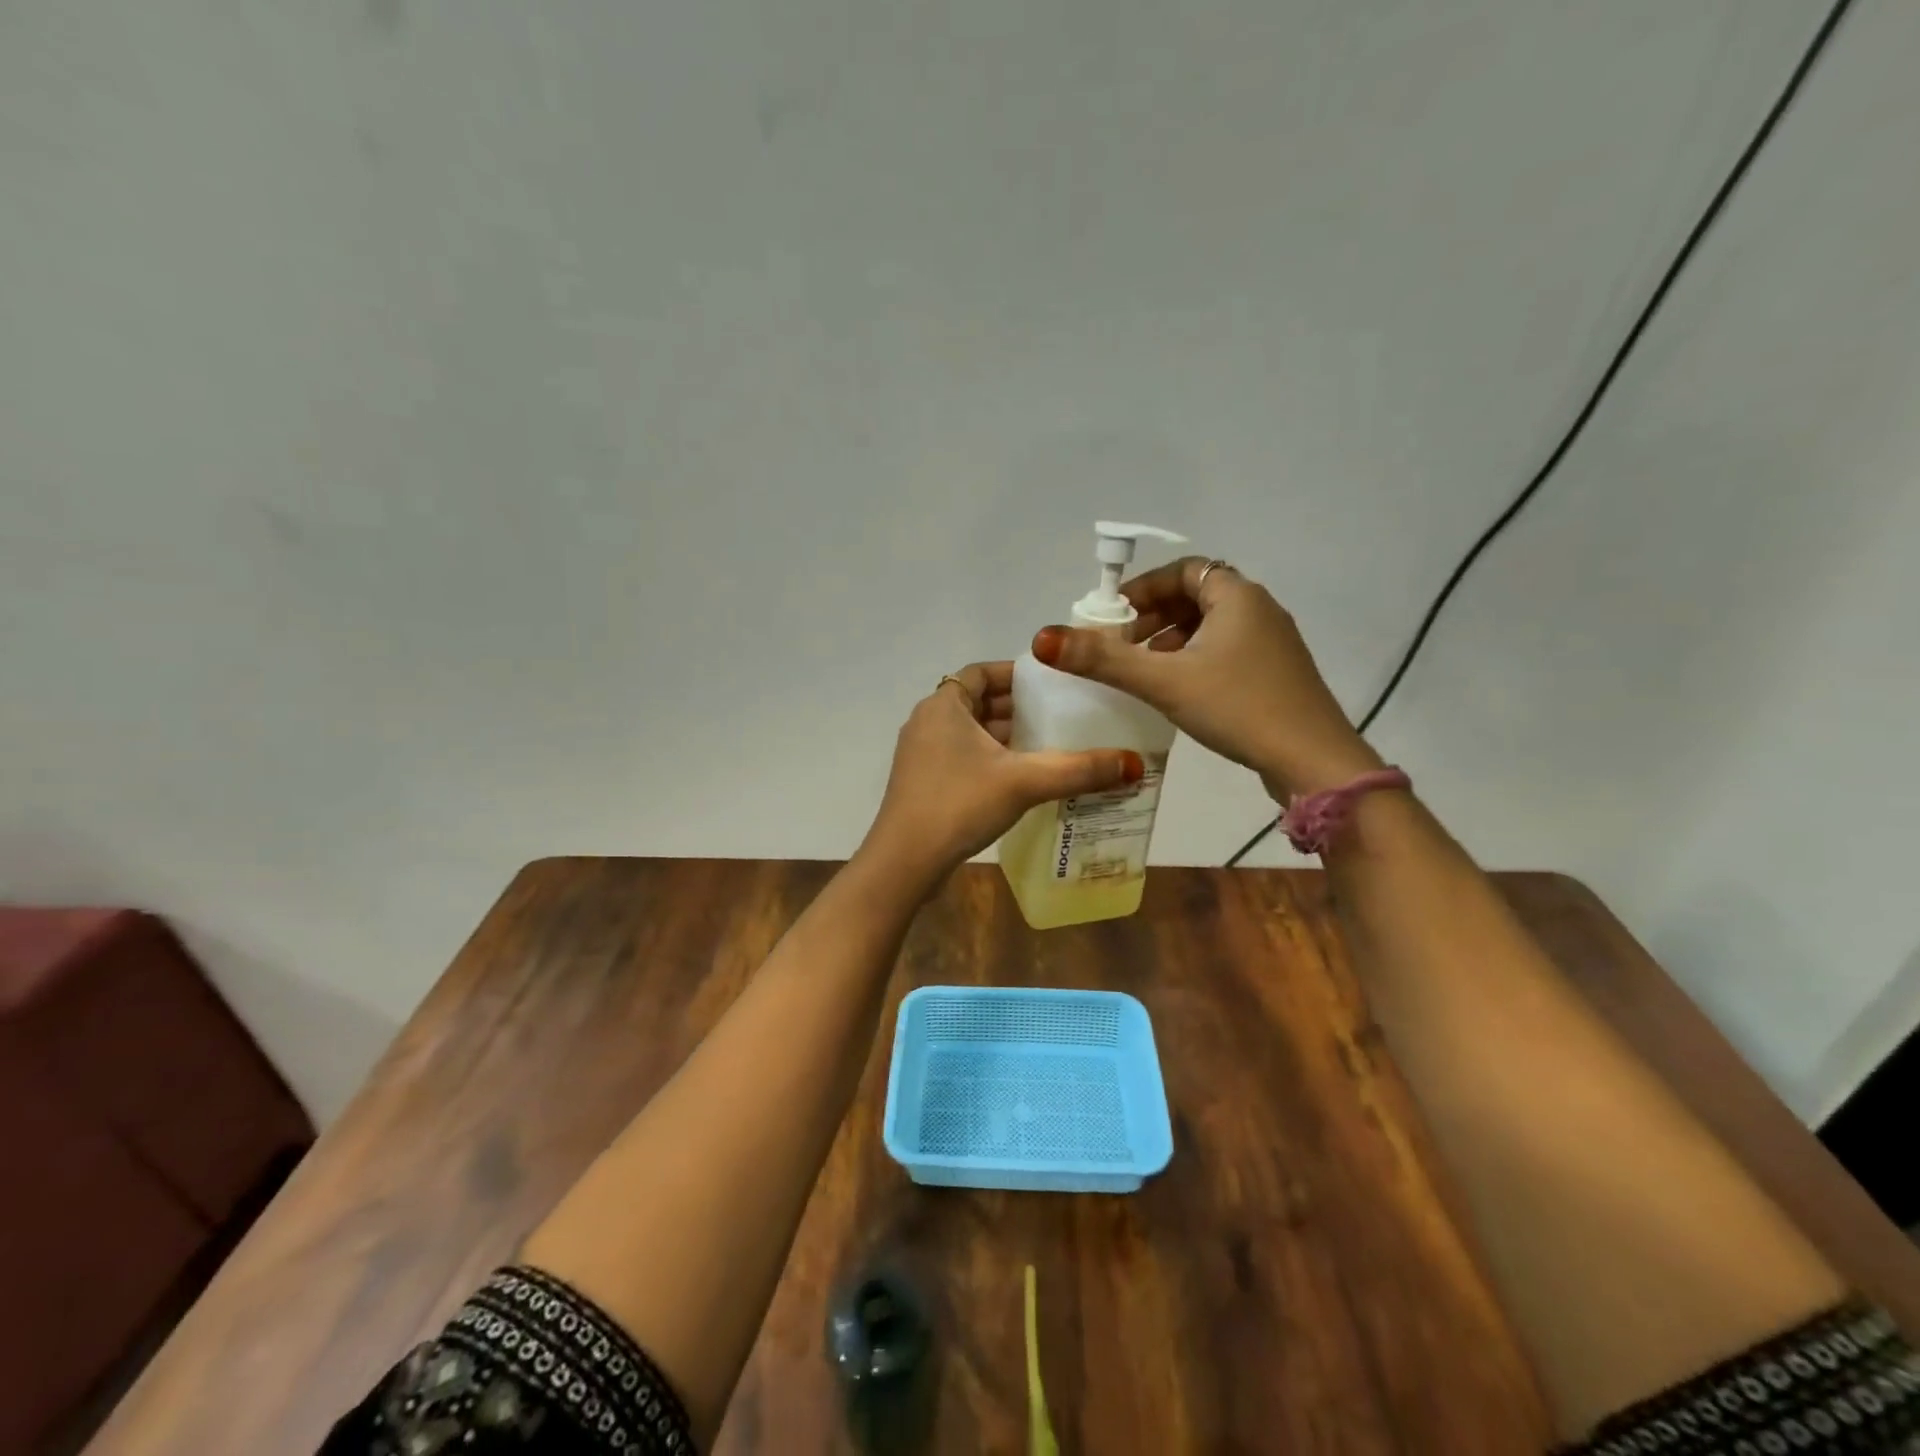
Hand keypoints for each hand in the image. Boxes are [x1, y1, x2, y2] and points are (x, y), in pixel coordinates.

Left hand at [859, 661, 1143, 893]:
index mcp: (943, 706)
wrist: (905, 862)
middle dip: (1018, 709)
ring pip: (972, 734)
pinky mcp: (924, 784)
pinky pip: (964, 758)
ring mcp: (922, 755)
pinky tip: (1023, 780)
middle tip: (1062, 716)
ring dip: (1006, 738)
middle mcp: (928, 722)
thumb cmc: (959, 804)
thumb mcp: (1023, 782)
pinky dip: (992, 761)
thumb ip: (1078, 770)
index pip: (981, 672)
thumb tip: (1134, 764)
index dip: (1016, 675)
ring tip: (1051, 747)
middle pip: (978, 702)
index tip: (1051, 685)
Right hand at [1031, 558, 1379, 802]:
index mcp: (1237, 596)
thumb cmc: (1237, 707)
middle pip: (1196, 598)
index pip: (1184, 571)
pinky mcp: (1277, 675)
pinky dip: (1195, 660)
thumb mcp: (1163, 681)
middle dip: (1153, 618)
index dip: (1143, 588)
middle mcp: (1259, 610)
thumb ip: (1103, 659)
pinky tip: (1178, 693)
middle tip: (1121, 646)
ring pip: (1211, 628)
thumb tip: (1044, 638)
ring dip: (1172, 641)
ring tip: (1143, 672)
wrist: (1312, 760)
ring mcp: (1273, 644)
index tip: (1113, 616)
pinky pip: (1226, 652)